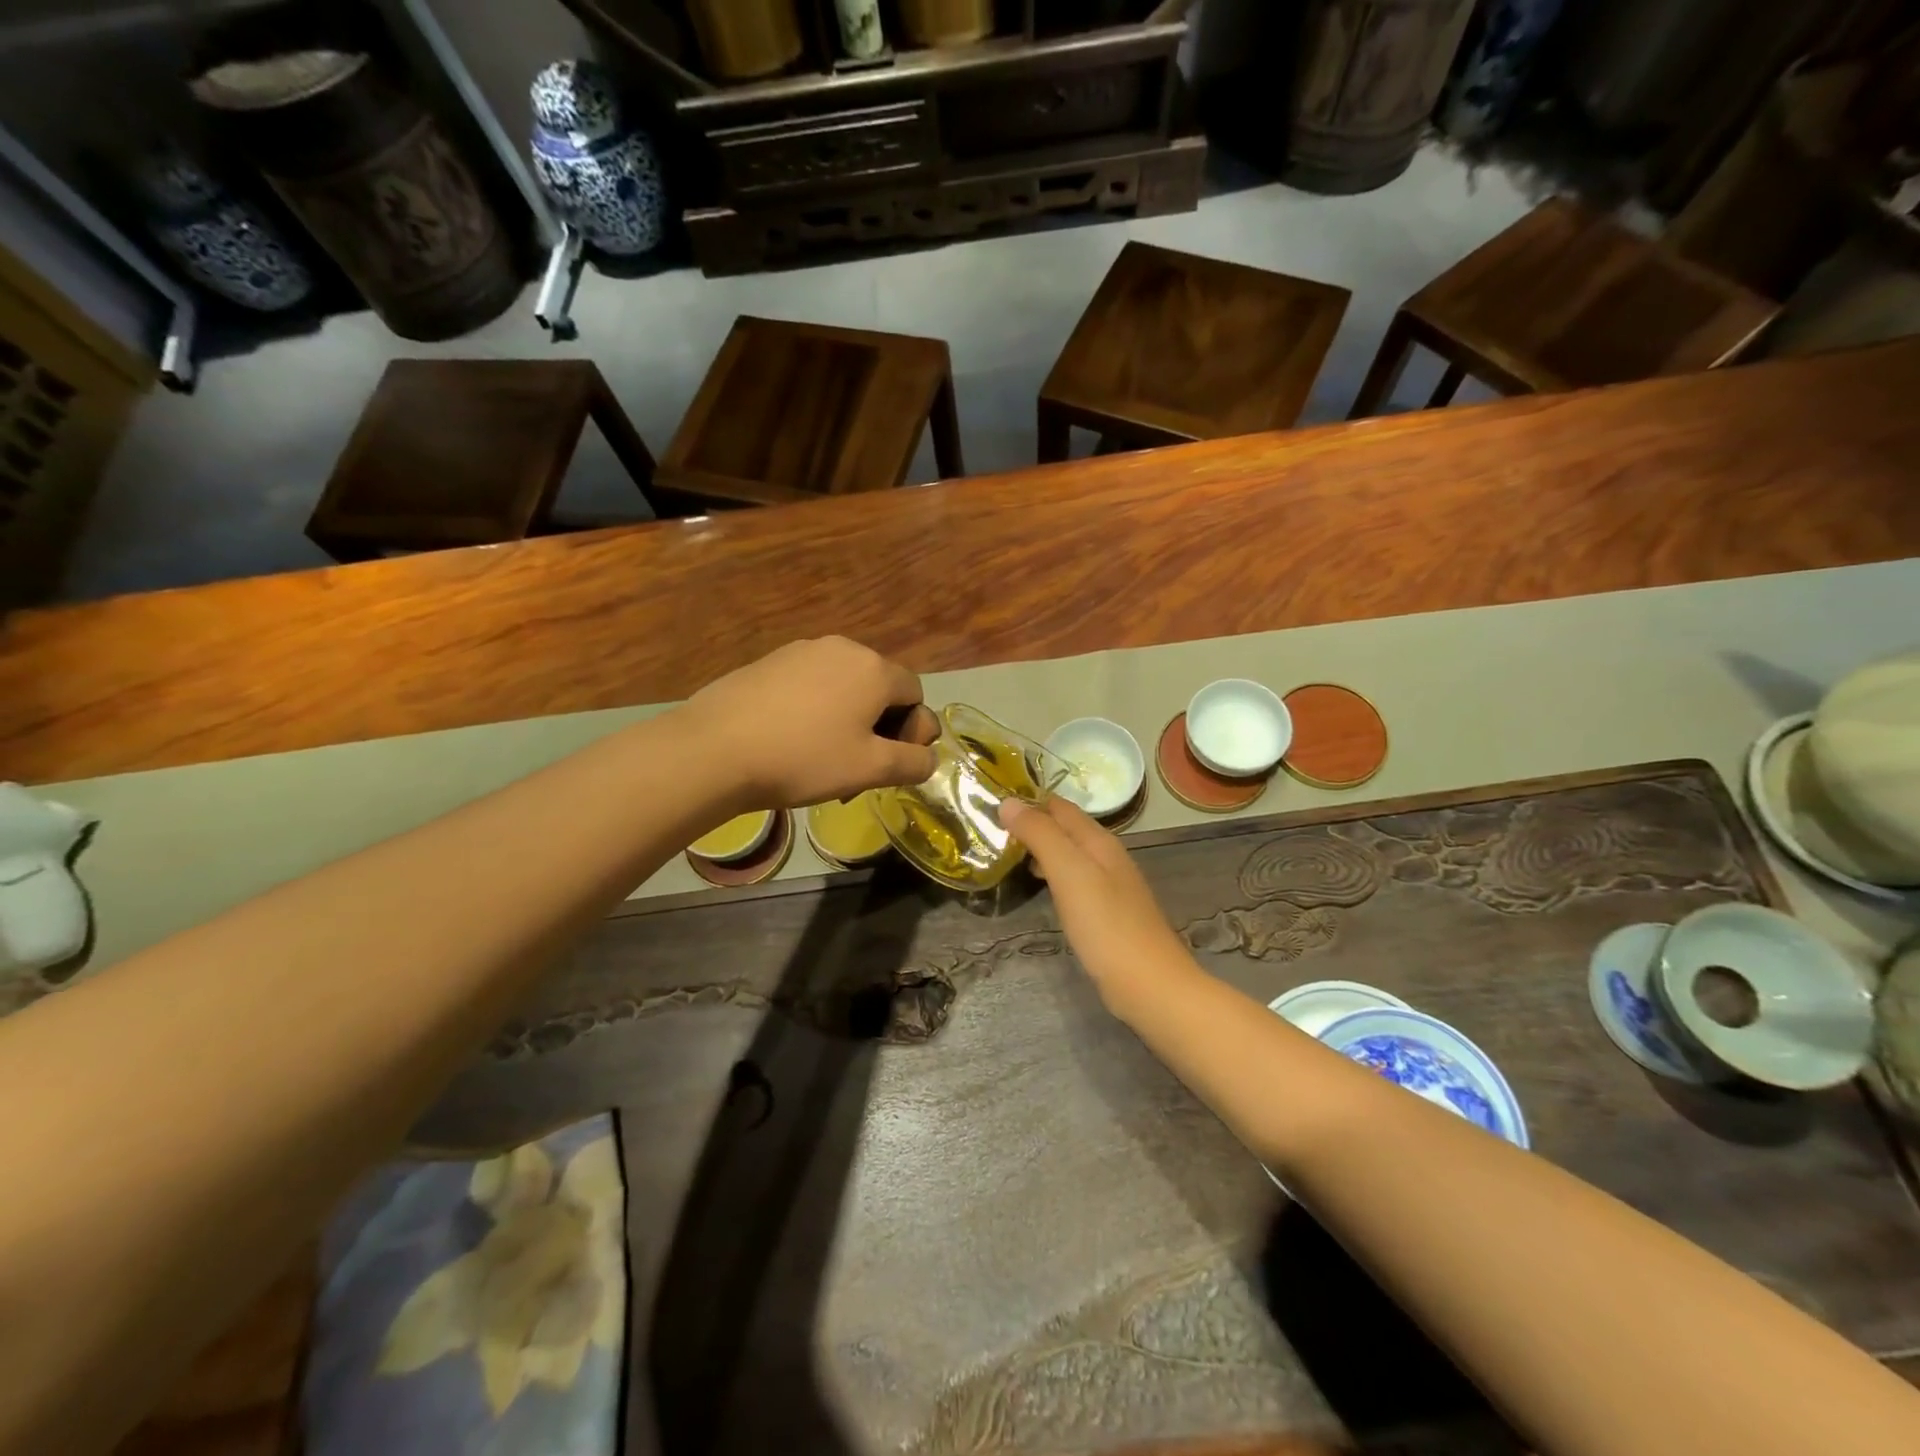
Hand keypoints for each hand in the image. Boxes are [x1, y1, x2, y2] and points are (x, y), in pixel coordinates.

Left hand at [681, 637, 938, 808]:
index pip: (915, 694)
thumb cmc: (804, 759)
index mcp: (874, 668)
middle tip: (859, 769)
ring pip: (844, 687)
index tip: (890, 764)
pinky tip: (792, 742)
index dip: (913, 731)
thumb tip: (929, 758)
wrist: (714, 749)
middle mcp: (842, 648)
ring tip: (824, 759)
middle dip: (880, 728)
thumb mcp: (871, 769)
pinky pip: (810, 685)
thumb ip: (913, 763)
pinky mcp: (769, 662)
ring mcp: (801, 651)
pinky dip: (815, 711)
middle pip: (880, 688)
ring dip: (848, 721)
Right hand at [1000, 797, 1192, 1003]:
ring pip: (1068, 854)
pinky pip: (1073, 880)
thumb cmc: (1106, 925)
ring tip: (1004, 854)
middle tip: (990, 829)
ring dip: (1039, 849)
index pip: (1058, 806)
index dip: (1027, 799)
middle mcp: (1106, 856)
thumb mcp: (1068, 872)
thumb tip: (1007, 802)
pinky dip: (1051, 874)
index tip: (990, 801)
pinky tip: (1038, 887)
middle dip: (1030, 823)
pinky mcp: (1107, 913)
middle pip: (1064, 828)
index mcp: (1099, 840)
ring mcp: (1109, 885)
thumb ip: (1040, 834)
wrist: (1148, 984)